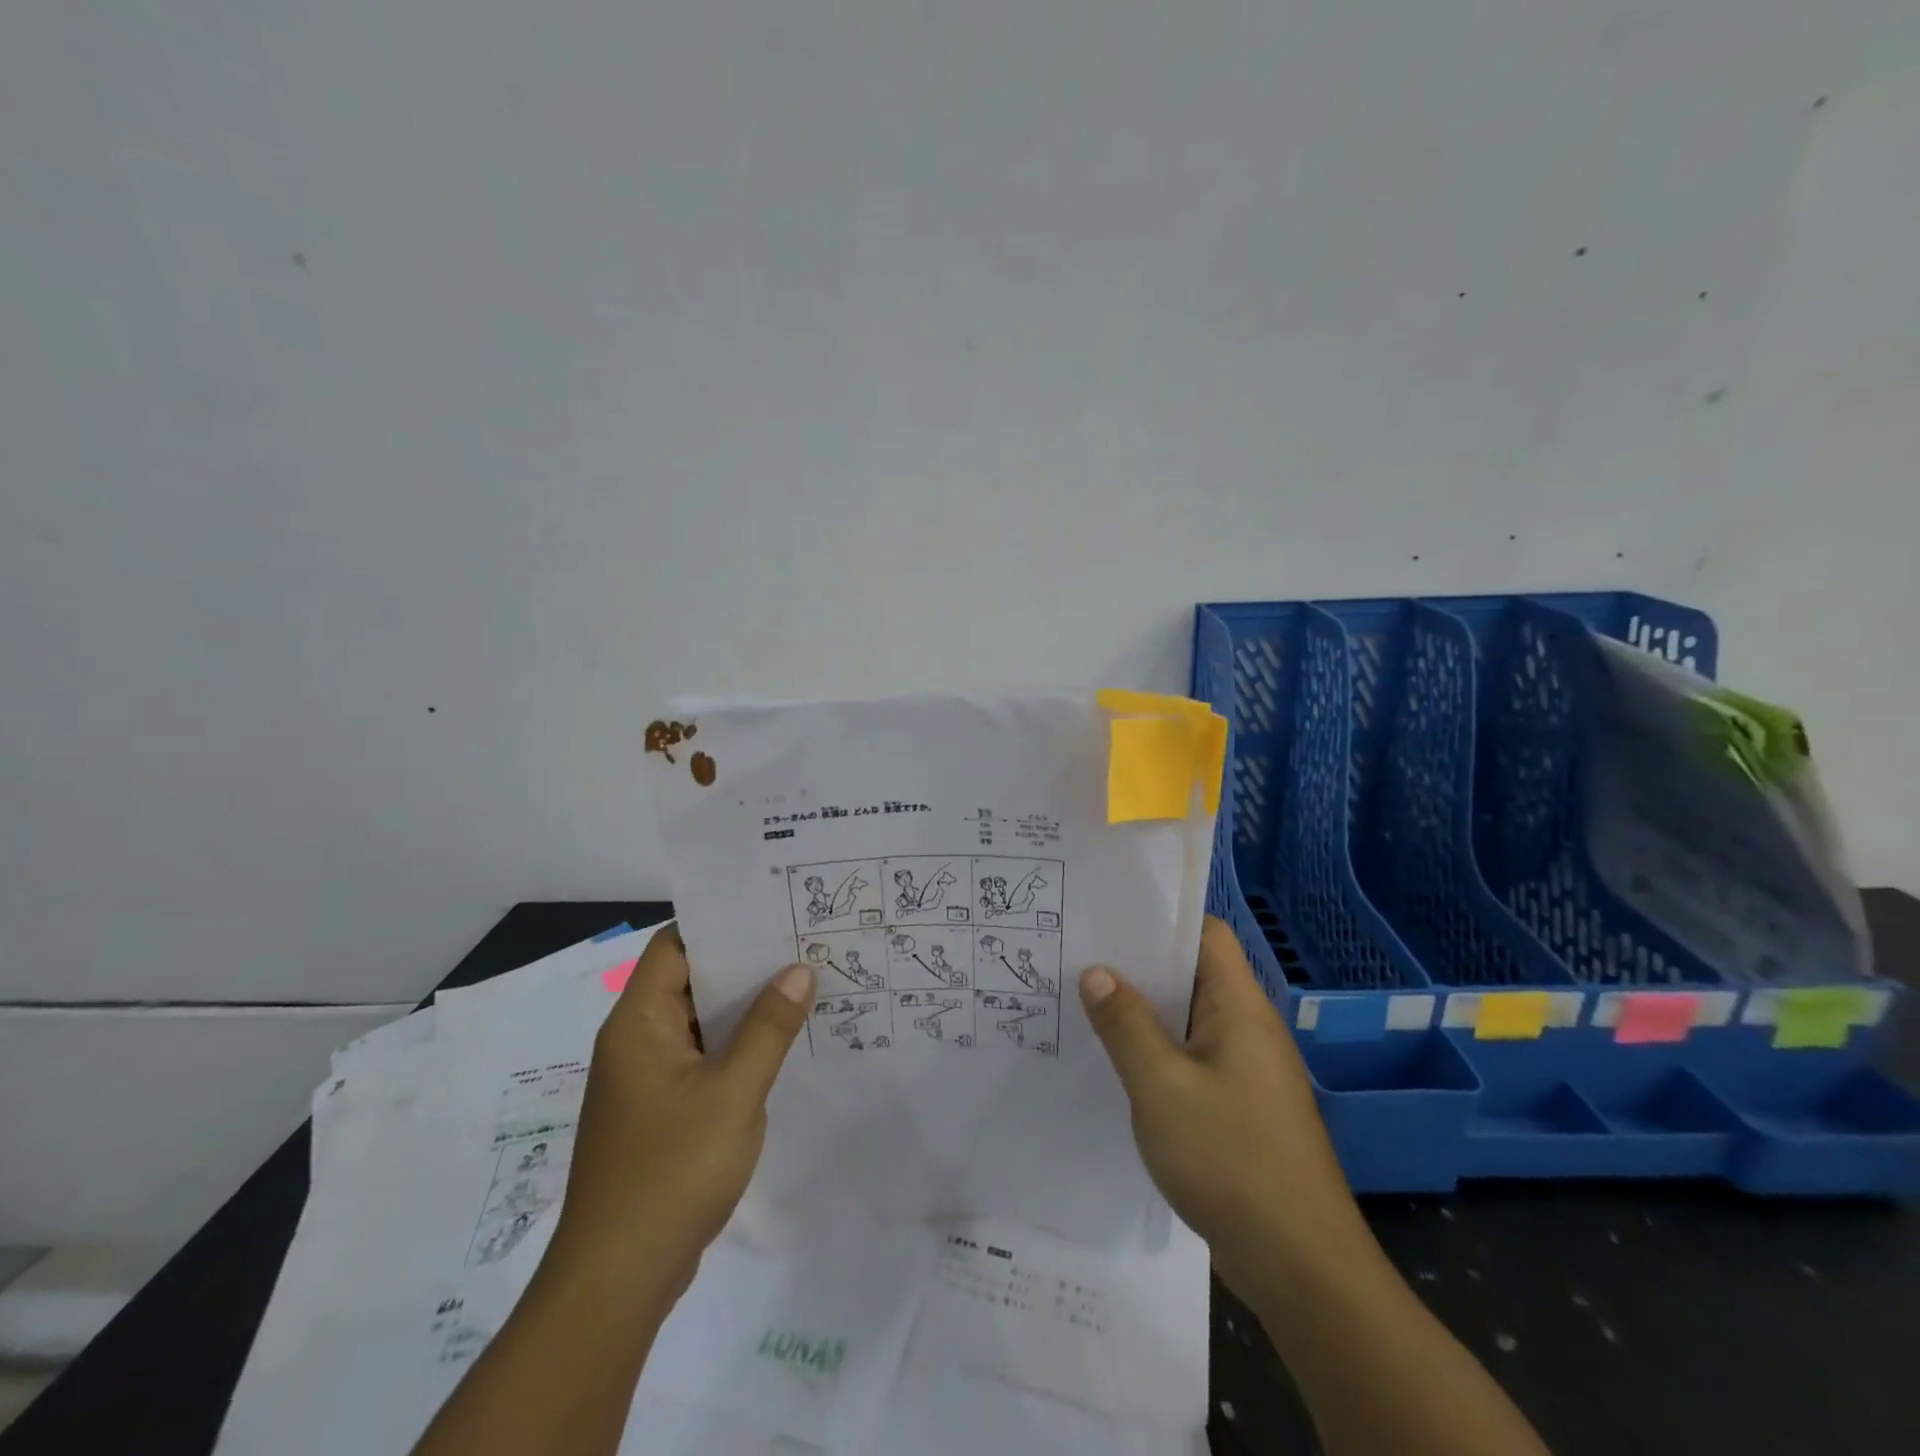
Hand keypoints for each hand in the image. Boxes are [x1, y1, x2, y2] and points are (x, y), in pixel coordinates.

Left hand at [548, 928, 813, 1301]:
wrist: (617, 1281)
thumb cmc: (671, 1171)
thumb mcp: (733, 1092)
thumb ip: (768, 1027)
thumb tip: (799, 969)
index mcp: (638, 1023)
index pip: (676, 946)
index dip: (720, 923)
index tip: (772, 910)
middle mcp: (635, 1041)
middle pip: (690, 981)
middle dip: (744, 964)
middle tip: (802, 943)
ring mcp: (645, 1080)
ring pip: (698, 1023)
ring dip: (743, 1008)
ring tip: (803, 985)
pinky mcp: (658, 1112)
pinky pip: (701, 1059)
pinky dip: (735, 1046)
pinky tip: (780, 1045)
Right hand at [1079, 917, 1363, 1300]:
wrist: (1301, 1267)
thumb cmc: (1231, 1160)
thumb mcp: (1162, 1086)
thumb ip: (1126, 1024)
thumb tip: (1096, 971)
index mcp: (1239, 1007)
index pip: (1206, 934)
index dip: (1160, 919)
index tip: (1106, 918)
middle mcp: (1247, 1027)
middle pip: (1192, 974)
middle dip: (1137, 966)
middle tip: (1078, 957)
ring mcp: (1246, 1069)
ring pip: (1187, 1020)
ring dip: (1142, 1012)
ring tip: (1083, 1003)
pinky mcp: (1239, 1105)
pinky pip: (1191, 1058)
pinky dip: (1156, 1051)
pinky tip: (1116, 1064)